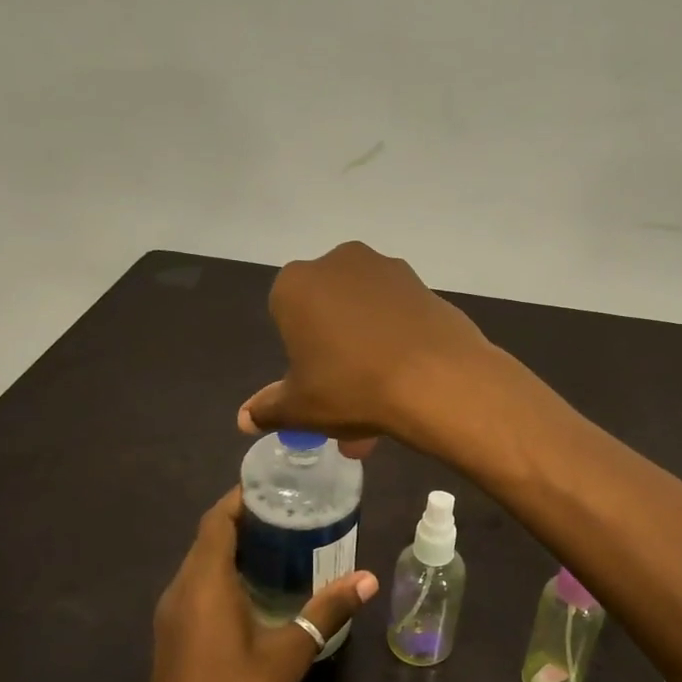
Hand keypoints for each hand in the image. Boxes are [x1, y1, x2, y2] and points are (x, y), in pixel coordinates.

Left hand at [136, 488, 377, 681]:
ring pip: (202, 564)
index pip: (217, 521)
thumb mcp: (288, 656)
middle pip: (209, 538)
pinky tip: (261, 589)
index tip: (279, 487)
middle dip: (247, 520)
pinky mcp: (174, 638)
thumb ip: (326, 611)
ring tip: (285, 543)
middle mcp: (180, 592)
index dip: (243, 498)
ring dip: (237, 549)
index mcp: (203, 585)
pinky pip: (199, 588)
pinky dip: (226, 575)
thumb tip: (368, 578)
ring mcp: (172, 617)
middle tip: (295, 513)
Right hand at [238, 241, 495, 452]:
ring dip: (368, 351)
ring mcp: (387, 270)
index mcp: (297, 284)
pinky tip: (409, 378)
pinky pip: (400, 316)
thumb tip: (245, 418)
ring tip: (383, 403)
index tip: (315, 383)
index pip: (285, 315)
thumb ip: (269, 409)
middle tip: (349, 401)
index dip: (299, 353)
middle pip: (329, 312)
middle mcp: (339, 263)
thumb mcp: (301, 408)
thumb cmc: (352, 387)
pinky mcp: (424, 284)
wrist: (436, 379)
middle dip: (335, 356)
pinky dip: (399, 341)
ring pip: (366, 315)